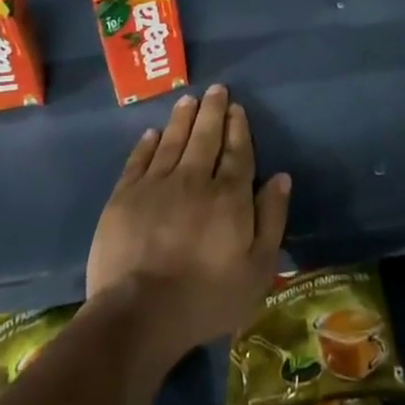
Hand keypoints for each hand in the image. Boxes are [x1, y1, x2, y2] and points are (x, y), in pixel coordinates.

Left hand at [86, 84, 290, 368]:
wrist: (139, 314)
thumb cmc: (207, 297)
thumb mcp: (258, 268)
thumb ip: (272, 218)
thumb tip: (280, 177)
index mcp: (229, 196)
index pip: (237, 152)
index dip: (238, 128)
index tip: (238, 108)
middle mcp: (194, 180)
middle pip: (205, 137)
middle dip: (213, 111)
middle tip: (216, 90)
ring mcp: (156, 186)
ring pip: (172, 142)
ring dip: (182, 118)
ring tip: (189, 99)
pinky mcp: (124, 198)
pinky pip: (138, 161)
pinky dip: (147, 144)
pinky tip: (152, 133)